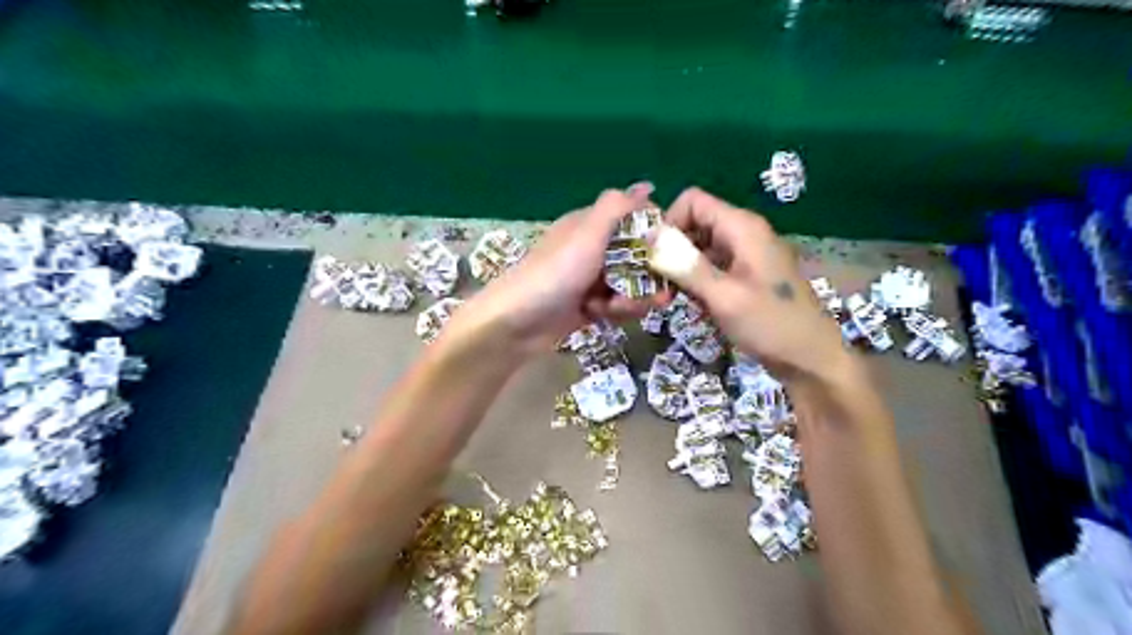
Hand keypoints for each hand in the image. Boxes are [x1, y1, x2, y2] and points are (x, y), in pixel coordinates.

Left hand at [455, 188, 663, 357]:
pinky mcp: (590, 306)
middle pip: (639, 258)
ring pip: (631, 285)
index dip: (655, 234)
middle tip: (660, 294)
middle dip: (649, 277)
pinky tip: (601, 316)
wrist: (516, 323)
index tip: (669, 252)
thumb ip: (617, 207)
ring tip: (614, 308)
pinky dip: (615, 312)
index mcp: (591, 226)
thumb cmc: (555, 273)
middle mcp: (593, 249)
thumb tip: (648, 185)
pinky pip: (618, 305)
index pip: (635, 220)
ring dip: (631, 299)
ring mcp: (591, 279)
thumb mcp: (586, 234)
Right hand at [661, 183, 843, 381]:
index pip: (692, 200)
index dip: (669, 221)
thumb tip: (650, 239)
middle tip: (658, 282)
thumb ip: (686, 266)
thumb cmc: (770, 325)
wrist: (811, 358)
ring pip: (700, 246)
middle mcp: (744, 233)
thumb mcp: (723, 296)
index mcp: (742, 228)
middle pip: (695, 223)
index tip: (655, 255)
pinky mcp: (745, 274)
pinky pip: (712, 265)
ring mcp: (746, 254)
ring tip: (671, 297)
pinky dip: (697, 280)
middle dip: (672, 248)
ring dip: (682, 268)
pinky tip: (693, 304)